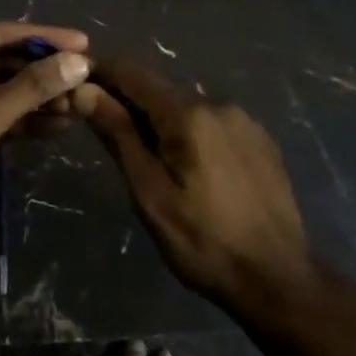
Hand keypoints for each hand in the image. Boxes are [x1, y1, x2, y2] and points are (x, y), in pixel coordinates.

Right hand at [75, 60, 312, 314]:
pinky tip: (192, 169)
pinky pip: (213, 124)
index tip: (76, 85)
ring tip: (150, 160)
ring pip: (187, 108)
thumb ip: (118, 135)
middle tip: (107, 135)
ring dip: (162, 122)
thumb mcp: (150, 193)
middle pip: (160, 92)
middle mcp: (218, 104)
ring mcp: (244, 121)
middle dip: (130, 104)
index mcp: (188, 114)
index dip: (101, 74)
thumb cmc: (203, 242)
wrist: (280, 281)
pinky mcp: (261, 140)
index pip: (133, 74)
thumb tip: (84, 90)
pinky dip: (192, 134)